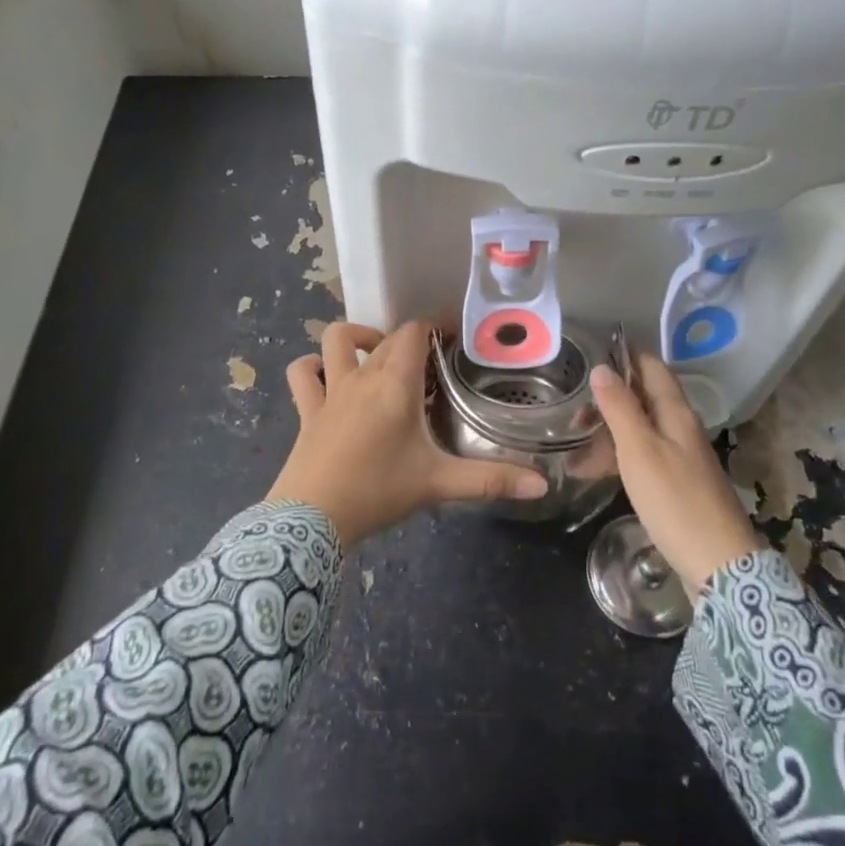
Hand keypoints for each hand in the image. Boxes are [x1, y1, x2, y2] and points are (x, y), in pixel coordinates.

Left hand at [267, 321, 547, 546]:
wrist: (313, 518)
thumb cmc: (378, 491)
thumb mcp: (438, 484)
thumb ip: (491, 481)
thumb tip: (541, 486)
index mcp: (395, 384)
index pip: (414, 332)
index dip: (434, 327)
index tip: (453, 339)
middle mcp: (362, 377)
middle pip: (385, 339)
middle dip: (408, 341)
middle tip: (429, 364)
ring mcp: (330, 390)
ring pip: (335, 340)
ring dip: (355, 338)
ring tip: (375, 355)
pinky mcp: (307, 409)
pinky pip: (303, 374)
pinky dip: (312, 367)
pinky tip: (325, 377)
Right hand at [591, 354, 760, 594]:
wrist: (719, 566)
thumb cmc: (675, 502)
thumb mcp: (640, 451)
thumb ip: (620, 409)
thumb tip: (603, 368)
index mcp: (677, 415)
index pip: (653, 369)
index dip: (627, 356)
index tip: (595, 350)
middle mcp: (682, 430)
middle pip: (646, 399)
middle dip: (611, 396)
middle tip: (574, 404)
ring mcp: (682, 459)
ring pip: (642, 430)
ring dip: (611, 429)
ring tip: (576, 437)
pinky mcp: (678, 486)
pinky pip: (644, 457)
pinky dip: (619, 456)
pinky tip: (597, 470)